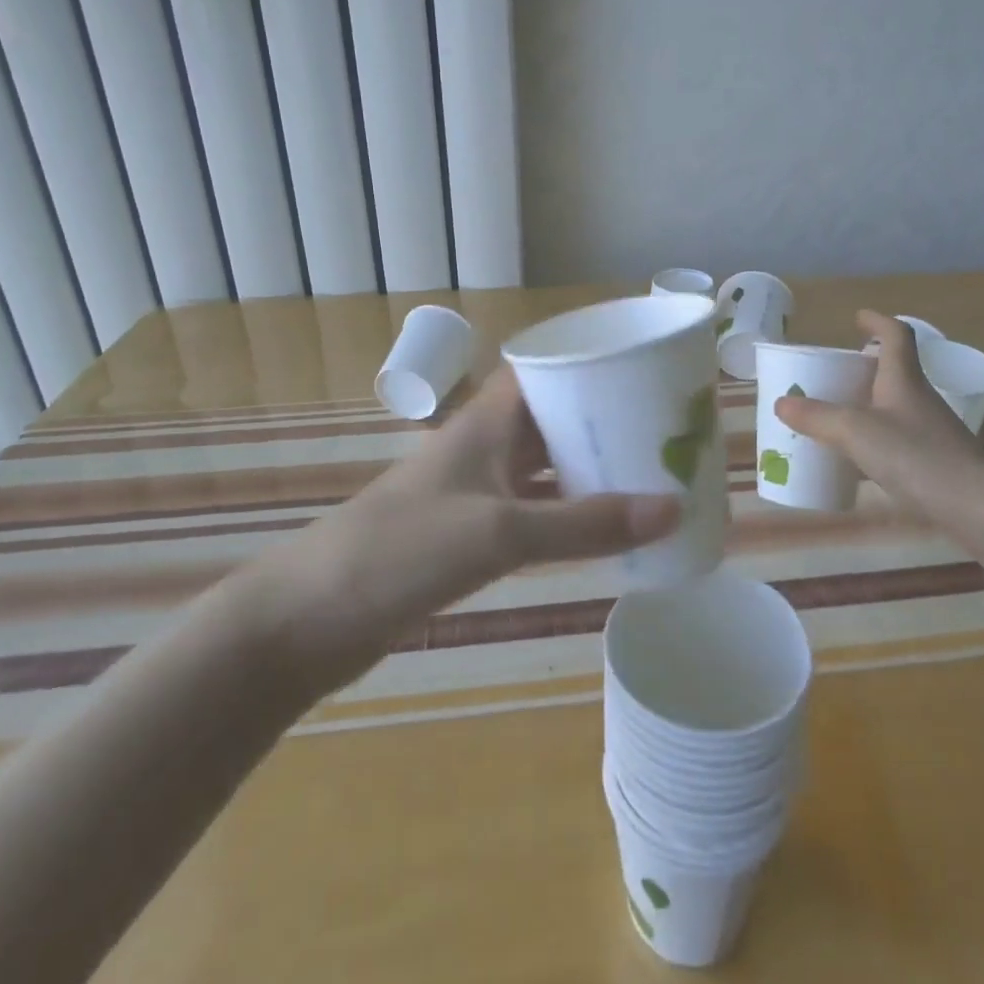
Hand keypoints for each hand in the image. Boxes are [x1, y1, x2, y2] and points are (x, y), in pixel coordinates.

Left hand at [249, 367, 678, 679]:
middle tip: (666, 432)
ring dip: (590, 470)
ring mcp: (474, 491)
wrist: (310, 618)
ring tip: (652, 476)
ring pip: (545, 467)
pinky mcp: (469, 534)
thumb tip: (672, 507)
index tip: (646, 373)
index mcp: (486, 422)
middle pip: (553, 418)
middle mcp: (484, 446)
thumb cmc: (401, 552)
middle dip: (605, 421)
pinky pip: (533, 511)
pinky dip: (568, 516)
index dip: (591, 365)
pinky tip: (605, 531)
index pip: (545, 370)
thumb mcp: (499, 532)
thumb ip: (584, 523)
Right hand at [773, 311, 983, 518]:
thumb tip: (782, 403)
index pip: (896, 335)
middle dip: (863, 367)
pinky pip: (894, 438)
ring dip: (865, 404)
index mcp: (903, 379)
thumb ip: (817, 417)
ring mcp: (928, 431)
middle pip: (892, 371)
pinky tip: (853, 459)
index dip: (877, 321)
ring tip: (834, 416)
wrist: (974, 507)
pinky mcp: (932, 461)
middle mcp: (918, 399)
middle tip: (832, 373)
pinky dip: (871, 439)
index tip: (857, 317)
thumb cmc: (916, 456)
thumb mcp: (856, 432)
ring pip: (891, 406)